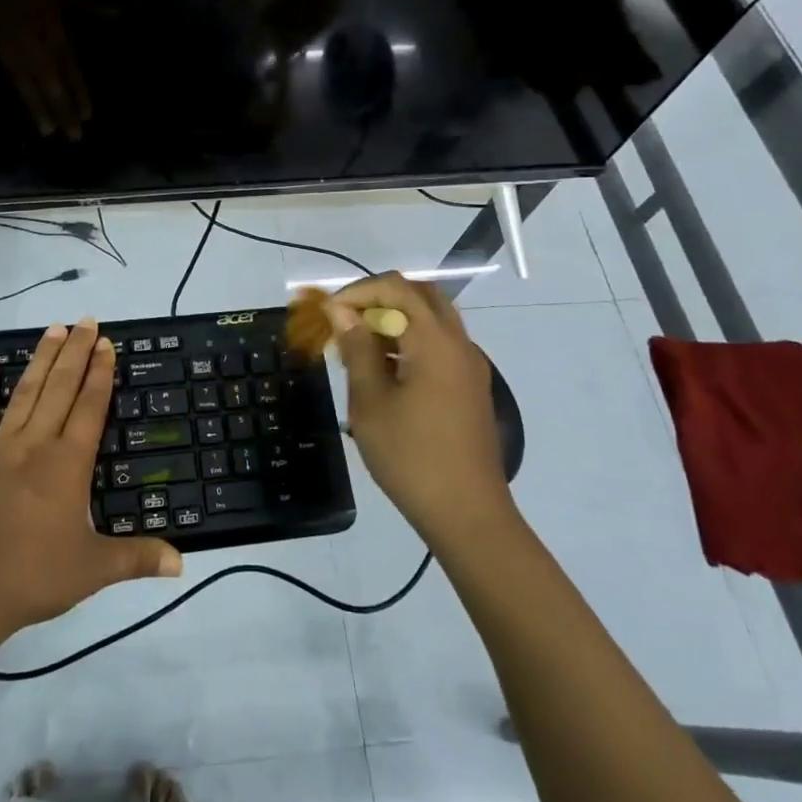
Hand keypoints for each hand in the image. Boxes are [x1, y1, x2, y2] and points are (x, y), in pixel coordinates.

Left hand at [0, 320, 180, 635]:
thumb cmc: (33, 577)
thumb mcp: (93, 570)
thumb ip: (138, 558)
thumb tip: (183, 563)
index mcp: (68, 464)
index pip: (90, 407)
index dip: (101, 373)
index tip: (107, 343)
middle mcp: (36, 445)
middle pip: (60, 388)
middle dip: (77, 352)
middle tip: (87, 320)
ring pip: (25, 393)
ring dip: (41, 359)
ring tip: (54, 329)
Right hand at [328, 273, 512, 553]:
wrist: (467, 514)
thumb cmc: (411, 457)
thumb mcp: (370, 402)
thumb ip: (357, 349)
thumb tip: (342, 311)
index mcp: (435, 341)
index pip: (396, 287)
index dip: (358, 292)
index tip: (329, 314)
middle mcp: (459, 344)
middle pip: (420, 295)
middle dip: (379, 299)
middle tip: (348, 323)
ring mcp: (470, 366)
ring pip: (432, 319)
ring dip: (395, 321)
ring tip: (359, 350)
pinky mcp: (471, 387)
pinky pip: (439, 345)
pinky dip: (411, 342)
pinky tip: (385, 373)